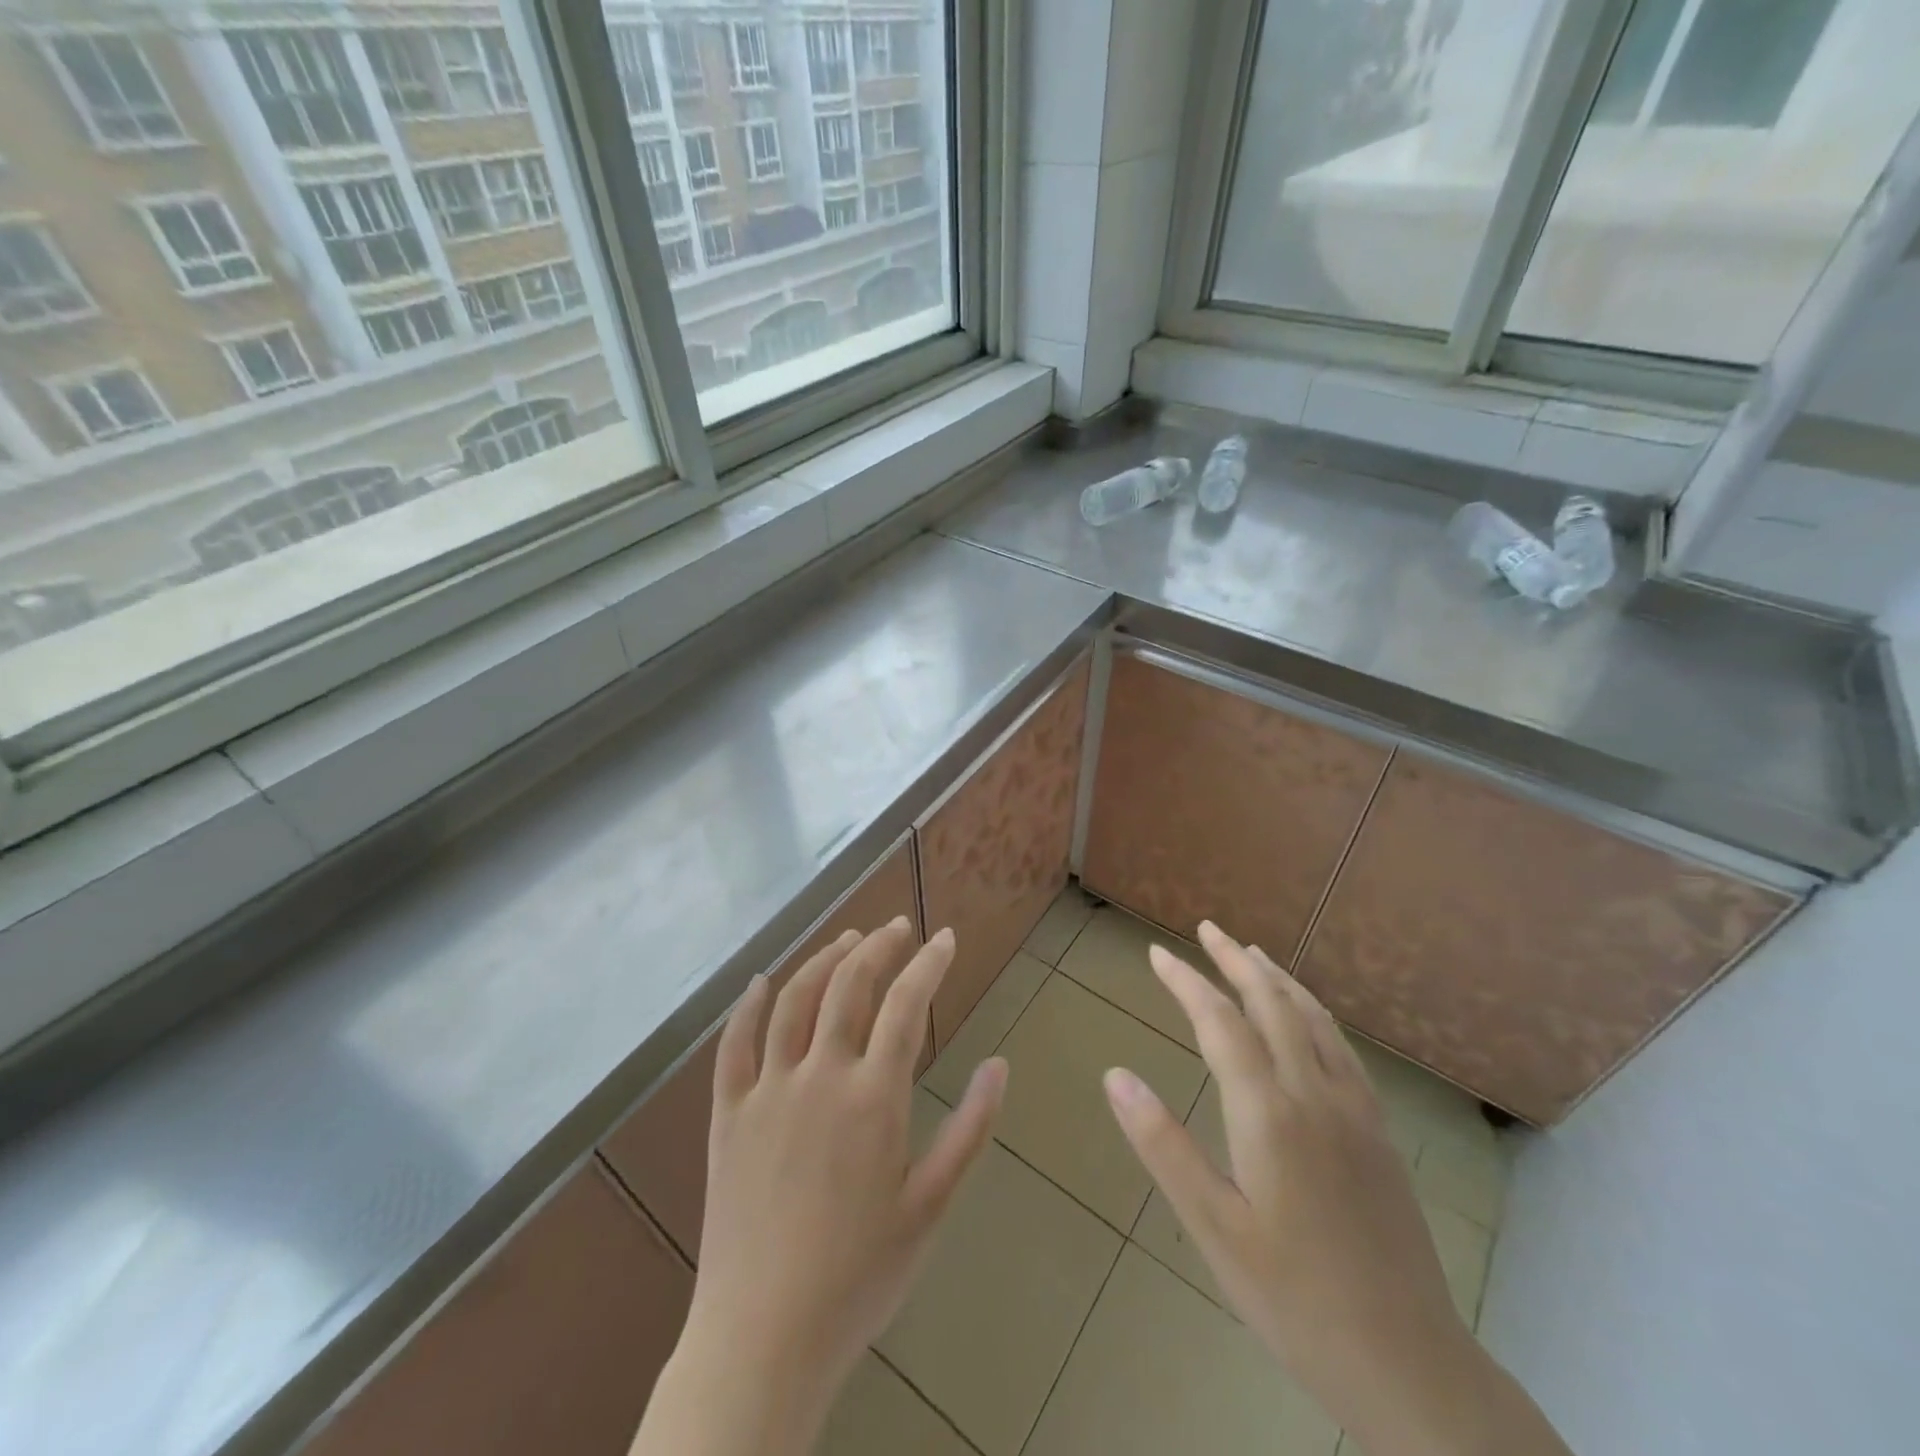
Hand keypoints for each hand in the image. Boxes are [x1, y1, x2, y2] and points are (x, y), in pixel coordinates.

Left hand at [632, 920, 1006, 1455]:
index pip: (906, 1005)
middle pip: (849, 985)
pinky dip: (746, 1006)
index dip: (929, 964)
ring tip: (847, 939)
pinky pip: (733, 1045)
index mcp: (873, 1097)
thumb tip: (1000, 1065)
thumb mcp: (931, 1206)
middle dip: (878, 946)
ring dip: (823, 960)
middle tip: (897, 927)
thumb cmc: (860, 1276)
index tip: (945, 938)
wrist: (764, 1338)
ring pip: (793, 1000)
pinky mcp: (727, 1114)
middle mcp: (819, 1076)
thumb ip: (969, 1130)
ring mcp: (767, 1090)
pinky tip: (760, 983)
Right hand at [1103, 922, 1570, 1455]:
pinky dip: (1314, 1013)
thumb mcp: (1213, 1228)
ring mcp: (1355, 1110)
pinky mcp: (1379, 1132)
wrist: (1408, 1362)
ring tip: (1252, 954)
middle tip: (1207, 930)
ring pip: (1313, 1019)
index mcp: (1269, 1113)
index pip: (1219, 1022)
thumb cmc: (1293, 1297)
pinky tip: (1307, 1018)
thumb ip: (1163, 1145)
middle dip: (1234, 961)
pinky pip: (1342, 1048)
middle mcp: (1314, 1094)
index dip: (1186, 981)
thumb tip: (1115, 1076)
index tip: (1157, 953)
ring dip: (1278, 979)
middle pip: (1271, 1004)